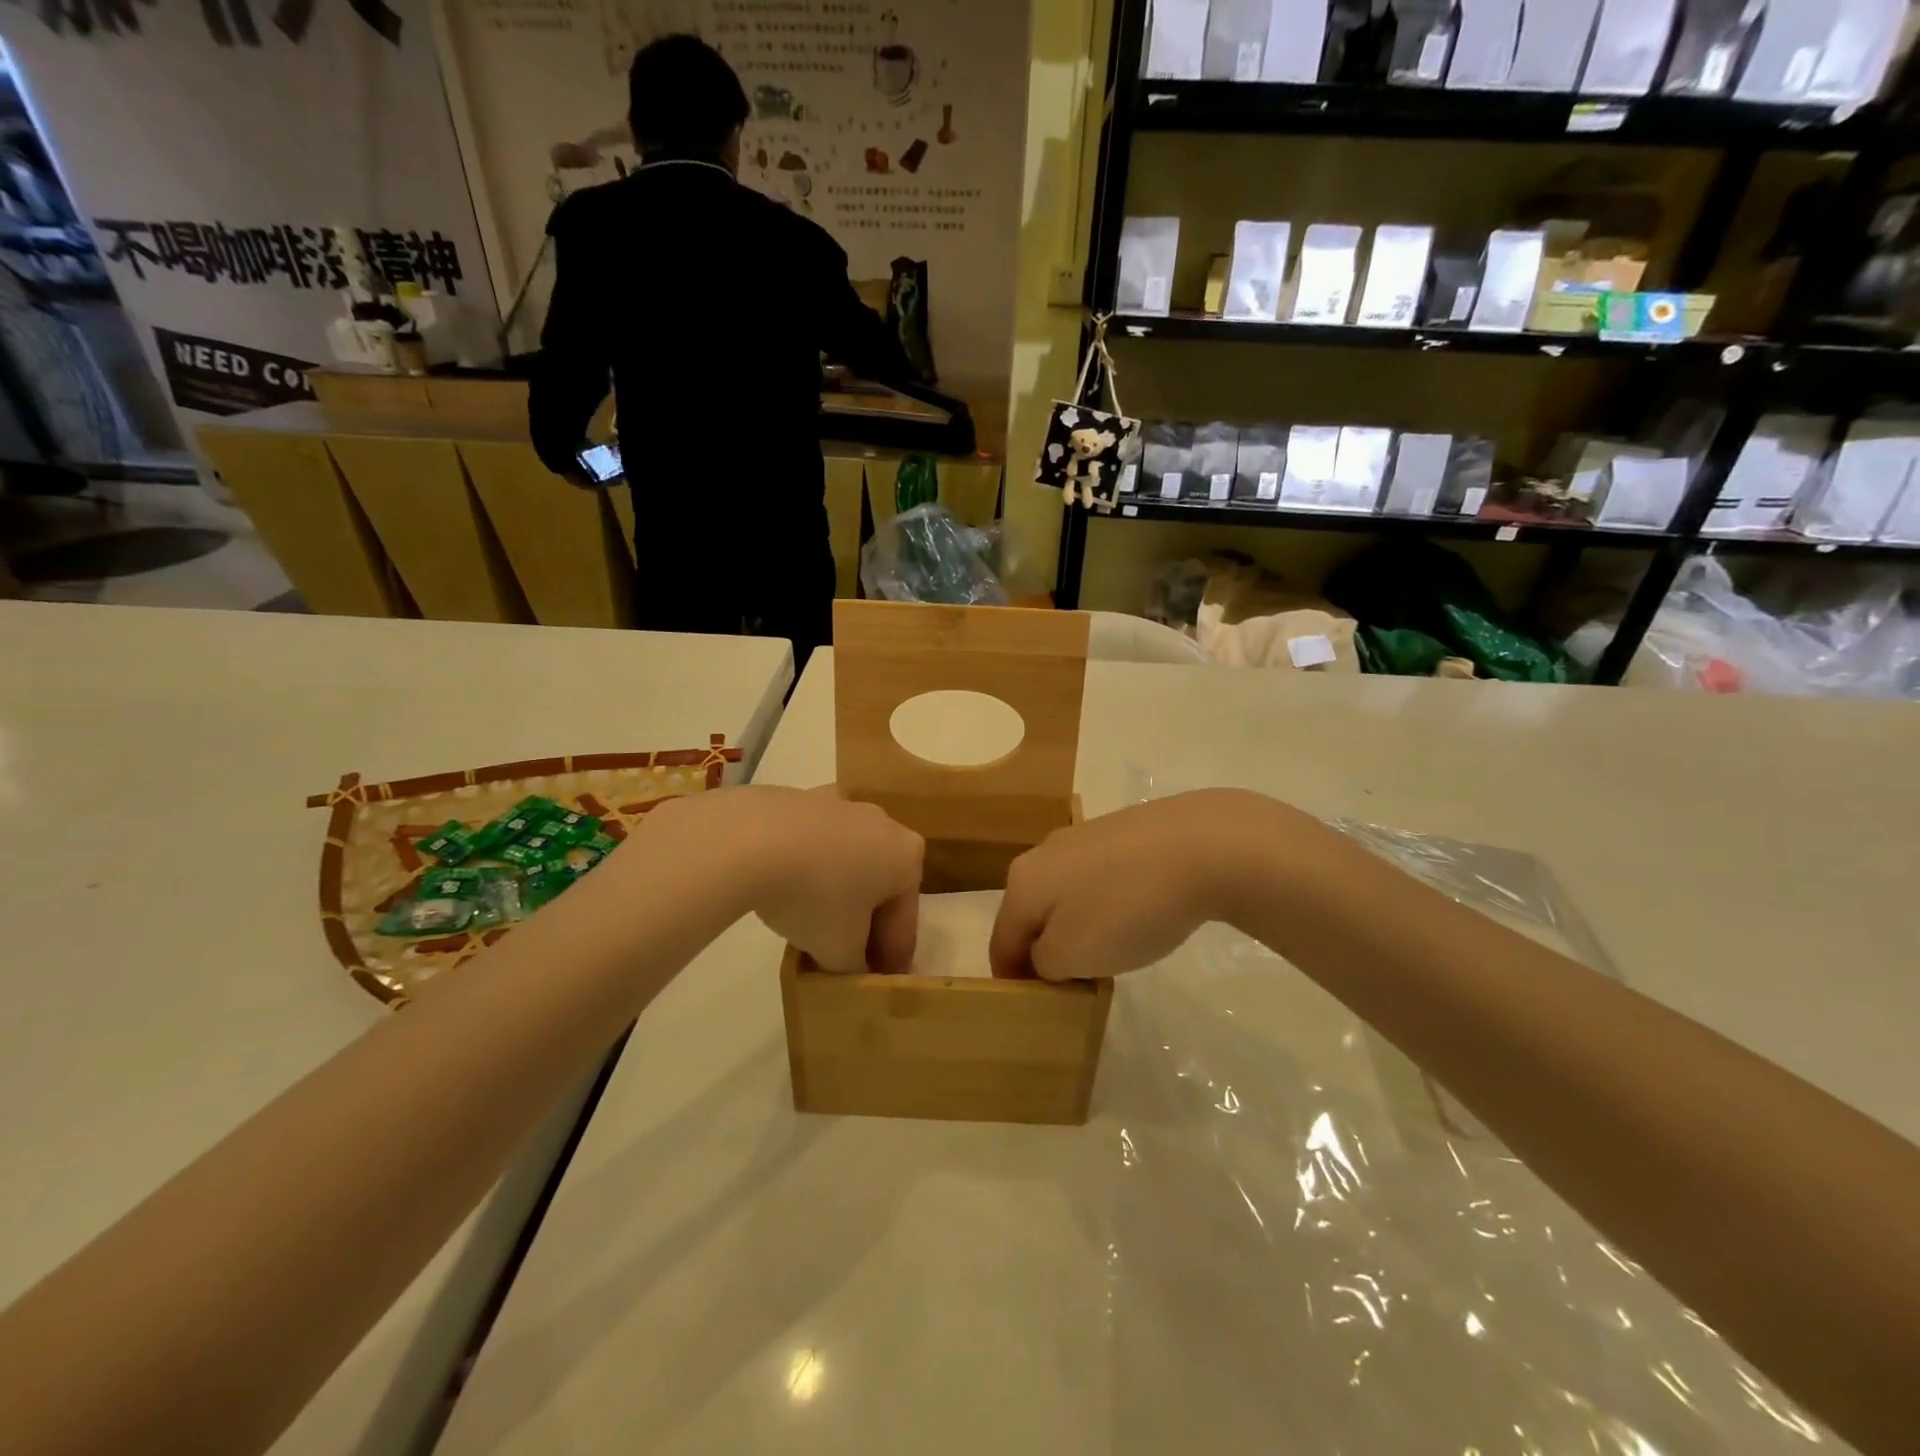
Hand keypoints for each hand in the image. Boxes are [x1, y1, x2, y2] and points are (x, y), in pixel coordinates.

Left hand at [650, 786, 923, 972]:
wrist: (751, 838)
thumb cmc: (813, 896)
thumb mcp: (840, 950)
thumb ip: (854, 967)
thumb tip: (850, 968)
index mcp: (907, 856)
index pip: (904, 922)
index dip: (890, 960)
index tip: (877, 984)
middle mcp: (884, 822)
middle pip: (878, 886)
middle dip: (864, 922)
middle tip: (844, 958)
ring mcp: (842, 805)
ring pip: (847, 861)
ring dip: (836, 893)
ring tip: (809, 926)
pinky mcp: (803, 797)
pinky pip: (815, 843)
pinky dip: (808, 867)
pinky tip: (784, 890)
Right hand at [989, 789, 1306, 980]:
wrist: (1202, 846)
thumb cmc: (1127, 908)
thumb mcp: (1073, 955)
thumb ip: (1044, 963)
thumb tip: (1046, 954)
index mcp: (1022, 882)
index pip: (1001, 942)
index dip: (1013, 981)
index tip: (1036, 1008)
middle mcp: (1044, 852)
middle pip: (1032, 914)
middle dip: (1046, 951)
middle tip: (1076, 983)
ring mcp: (1083, 837)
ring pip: (1066, 894)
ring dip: (1077, 927)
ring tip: (1112, 952)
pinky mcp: (1121, 831)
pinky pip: (1099, 879)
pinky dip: (1107, 904)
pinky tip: (1138, 915)